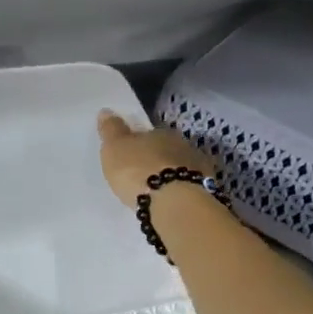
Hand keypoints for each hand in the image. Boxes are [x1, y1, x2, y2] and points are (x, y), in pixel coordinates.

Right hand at [96, 110, 215, 206]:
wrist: (172, 202)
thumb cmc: (138, 170)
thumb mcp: (115, 148)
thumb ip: (111, 130)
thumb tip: (106, 111)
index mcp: (161, 132)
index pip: (150, 134)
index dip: (141, 144)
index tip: (132, 156)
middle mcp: (183, 146)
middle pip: (167, 151)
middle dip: (157, 161)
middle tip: (143, 175)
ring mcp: (198, 169)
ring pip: (180, 169)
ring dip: (171, 177)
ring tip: (157, 192)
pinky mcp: (206, 191)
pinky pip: (188, 188)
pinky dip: (180, 192)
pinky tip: (171, 202)